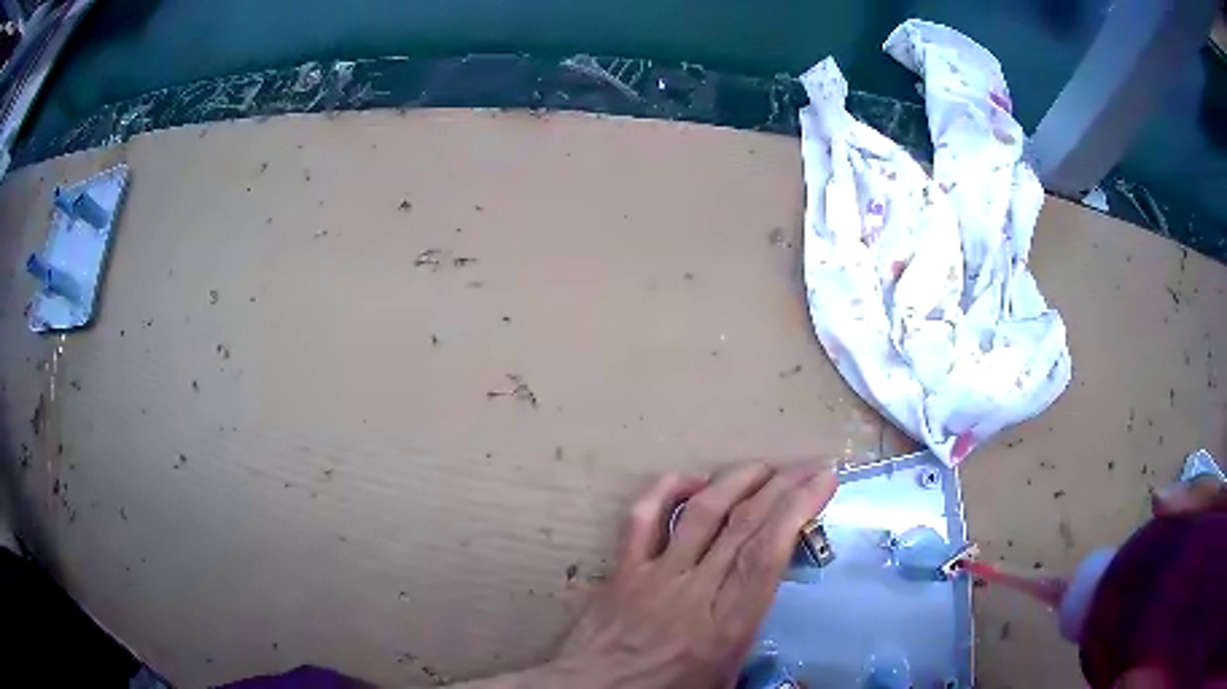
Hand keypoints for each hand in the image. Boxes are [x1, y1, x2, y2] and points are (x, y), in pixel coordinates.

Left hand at [544, 461, 838, 688]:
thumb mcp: (726, 686)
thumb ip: (768, 676)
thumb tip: (808, 683)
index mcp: (728, 625)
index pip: (769, 553)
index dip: (799, 509)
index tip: (823, 480)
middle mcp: (697, 591)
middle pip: (744, 524)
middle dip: (782, 485)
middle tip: (807, 465)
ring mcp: (656, 575)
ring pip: (701, 513)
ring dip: (736, 480)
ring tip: (764, 467)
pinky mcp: (624, 568)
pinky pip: (642, 518)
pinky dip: (666, 490)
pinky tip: (691, 479)